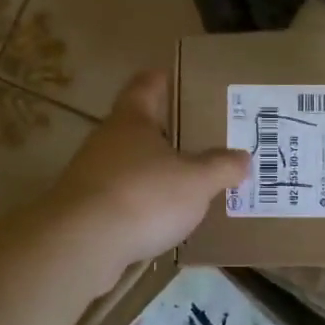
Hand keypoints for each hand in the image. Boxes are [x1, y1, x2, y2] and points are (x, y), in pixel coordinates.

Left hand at [47, 69, 248, 283]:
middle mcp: (106, 140)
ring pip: (129, 165)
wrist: (81, 244)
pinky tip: (161, 220)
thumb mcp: (197, 181)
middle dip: (167, 134)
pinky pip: (121, 198)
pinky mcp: (85, 209)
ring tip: (186, 185)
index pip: (146, 86)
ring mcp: (90, 175)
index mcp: (132, 120)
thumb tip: (243, 158)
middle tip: (200, 141)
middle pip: (138, 128)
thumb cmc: (144, 196)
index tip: (177, 80)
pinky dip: (141, 204)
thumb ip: (222, 167)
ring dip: (154, 172)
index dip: (162, 80)